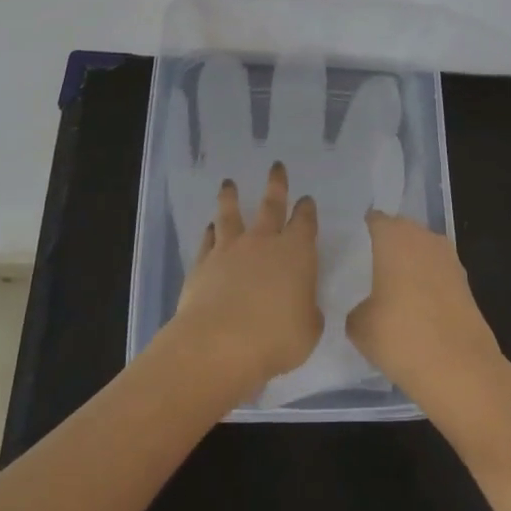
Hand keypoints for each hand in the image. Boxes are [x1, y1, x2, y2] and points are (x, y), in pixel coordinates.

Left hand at [170, 161, 322, 395]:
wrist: (219, 344)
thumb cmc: (276, 338)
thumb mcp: (308, 330)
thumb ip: (307, 312)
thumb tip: (303, 306)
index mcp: (297, 253)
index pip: (305, 222)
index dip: (307, 210)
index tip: (307, 200)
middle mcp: (264, 242)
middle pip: (271, 205)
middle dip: (277, 184)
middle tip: (276, 166)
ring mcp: (230, 250)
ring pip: (231, 215)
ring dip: (231, 197)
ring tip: (228, 183)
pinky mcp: (203, 264)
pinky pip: (208, 240)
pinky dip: (210, 231)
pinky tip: (209, 227)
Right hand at [346, 211, 508, 422]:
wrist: (460, 369)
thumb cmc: (400, 336)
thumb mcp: (358, 325)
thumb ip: (356, 306)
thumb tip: (366, 306)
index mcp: (394, 236)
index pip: (373, 220)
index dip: (361, 232)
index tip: (348, 249)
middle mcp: (424, 238)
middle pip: (401, 232)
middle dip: (386, 246)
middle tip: (366, 269)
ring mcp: (450, 259)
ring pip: (421, 252)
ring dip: (409, 265)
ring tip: (389, 291)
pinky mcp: (466, 284)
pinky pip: (437, 273)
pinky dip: (426, 284)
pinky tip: (414, 308)